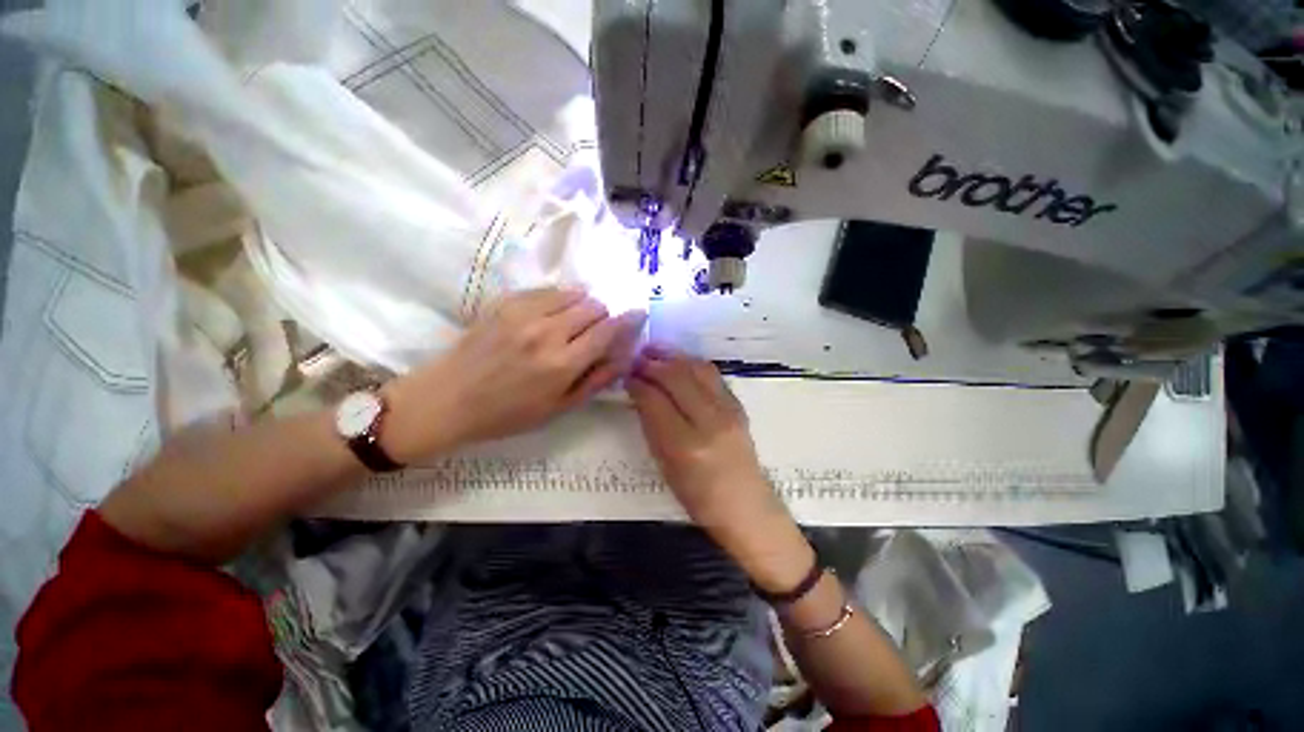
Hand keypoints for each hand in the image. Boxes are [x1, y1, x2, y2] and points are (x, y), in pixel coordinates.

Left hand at [384, 289, 645, 459]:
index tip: (638, 314)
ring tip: (572, 322)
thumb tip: (625, 357)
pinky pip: (546, 289)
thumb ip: (596, 380)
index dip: (629, 320)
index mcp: (562, 364)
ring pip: (573, 293)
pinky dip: (558, 299)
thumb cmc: (507, 413)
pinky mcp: (504, 302)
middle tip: (595, 332)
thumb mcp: (558, 408)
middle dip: (603, 317)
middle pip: (594, 307)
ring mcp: (523, 313)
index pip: (608, 330)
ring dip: (582, 306)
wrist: (447, 399)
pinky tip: (550, 314)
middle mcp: (547, 332)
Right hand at [626, 347, 773, 525]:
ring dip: (673, 357)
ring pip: (697, 369)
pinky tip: (679, 362)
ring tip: (655, 351)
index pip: (655, 400)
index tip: (626, 375)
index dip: (637, 383)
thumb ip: (652, 426)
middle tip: (636, 359)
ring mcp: (729, 411)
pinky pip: (713, 375)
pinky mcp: (739, 406)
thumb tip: (640, 393)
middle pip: (677, 377)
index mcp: (686, 446)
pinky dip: (692, 363)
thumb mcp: (665, 465)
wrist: (745, 505)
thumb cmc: (698, 496)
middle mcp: (710, 421)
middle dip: (653, 364)